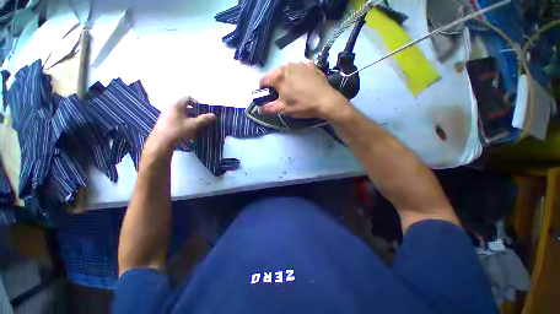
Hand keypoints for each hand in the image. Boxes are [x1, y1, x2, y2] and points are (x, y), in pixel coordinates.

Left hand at [148, 97, 215, 151]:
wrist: (161, 142)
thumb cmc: (178, 130)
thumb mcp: (193, 125)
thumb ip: (204, 119)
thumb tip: (214, 115)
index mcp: (177, 104)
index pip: (188, 98)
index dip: (197, 103)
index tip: (203, 111)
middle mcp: (170, 107)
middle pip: (185, 106)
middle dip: (195, 112)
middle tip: (202, 119)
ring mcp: (167, 115)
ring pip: (182, 113)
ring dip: (191, 118)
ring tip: (197, 126)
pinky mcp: (165, 122)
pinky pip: (177, 119)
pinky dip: (185, 122)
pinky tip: (189, 130)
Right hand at [259, 62, 351, 121]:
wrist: (326, 101)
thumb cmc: (302, 105)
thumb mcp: (283, 109)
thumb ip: (268, 108)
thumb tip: (258, 109)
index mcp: (278, 76)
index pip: (263, 80)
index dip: (262, 90)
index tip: (267, 97)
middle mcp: (287, 65)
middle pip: (275, 74)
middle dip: (274, 85)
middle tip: (281, 96)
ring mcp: (300, 63)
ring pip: (287, 71)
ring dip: (286, 79)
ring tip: (293, 90)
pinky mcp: (310, 65)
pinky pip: (299, 69)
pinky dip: (297, 76)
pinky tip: (303, 84)